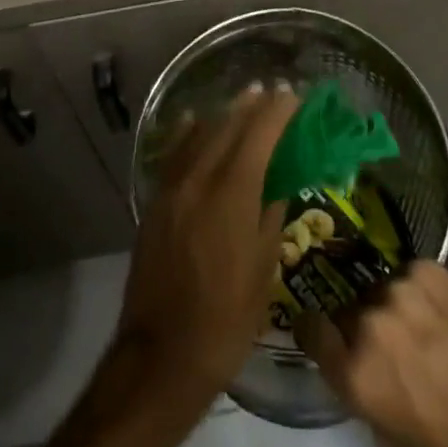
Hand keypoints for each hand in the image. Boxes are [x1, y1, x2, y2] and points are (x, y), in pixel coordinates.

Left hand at [117, 82, 301, 399]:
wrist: (162, 355)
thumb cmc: (225, 321)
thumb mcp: (263, 273)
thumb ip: (270, 219)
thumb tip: (277, 185)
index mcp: (232, 195)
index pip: (258, 137)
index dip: (277, 113)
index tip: (292, 96)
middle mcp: (200, 179)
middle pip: (228, 128)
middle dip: (252, 107)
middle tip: (272, 91)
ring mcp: (172, 188)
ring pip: (200, 134)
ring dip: (224, 115)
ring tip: (243, 100)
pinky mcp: (155, 201)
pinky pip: (174, 152)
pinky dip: (188, 132)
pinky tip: (193, 121)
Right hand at [297, 262, 447, 446]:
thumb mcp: (397, 440)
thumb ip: (363, 395)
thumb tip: (352, 366)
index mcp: (356, 372)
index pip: (308, 328)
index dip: (313, 329)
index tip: (321, 330)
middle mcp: (368, 322)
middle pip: (347, 310)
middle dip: (360, 324)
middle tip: (389, 342)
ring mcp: (397, 288)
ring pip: (379, 289)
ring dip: (391, 306)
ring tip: (421, 326)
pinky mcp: (425, 267)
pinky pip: (407, 274)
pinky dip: (418, 291)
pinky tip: (440, 311)